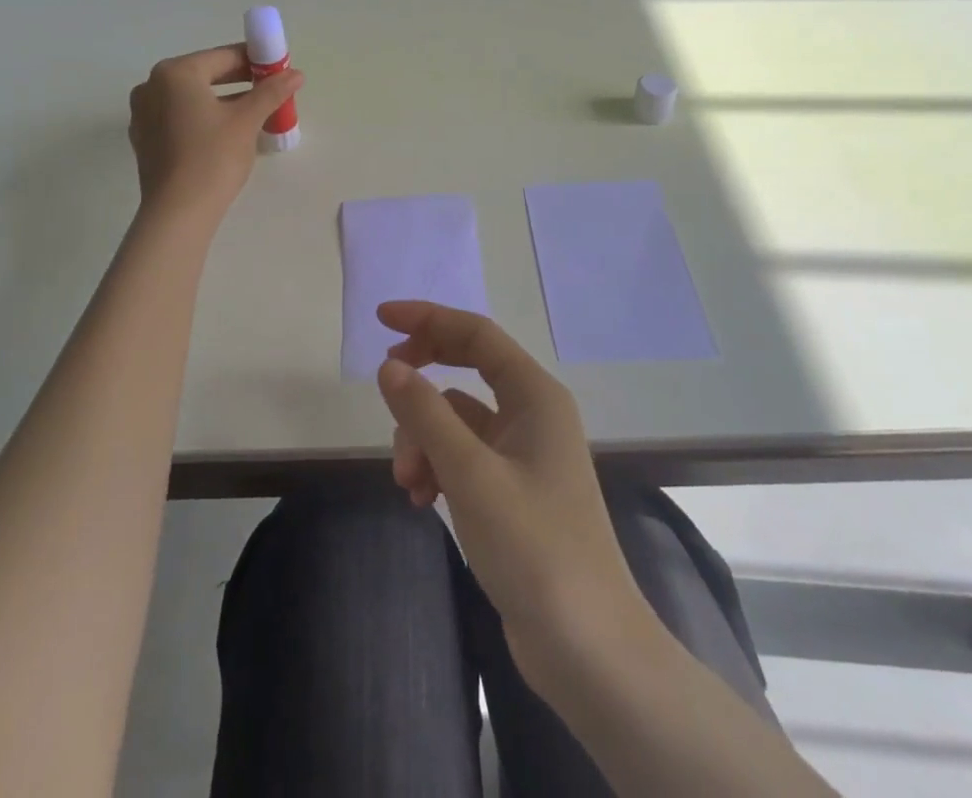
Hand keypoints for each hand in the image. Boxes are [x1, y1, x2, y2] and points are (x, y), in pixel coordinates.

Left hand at [127, 45, 301, 219]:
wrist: (178, 212)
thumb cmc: (213, 157)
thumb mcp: (247, 121)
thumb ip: (271, 92)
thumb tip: (295, 74)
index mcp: (175, 73)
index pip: (223, 57)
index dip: (255, 61)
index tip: (279, 71)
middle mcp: (152, 86)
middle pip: (205, 75)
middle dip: (239, 81)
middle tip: (270, 92)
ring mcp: (143, 113)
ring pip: (192, 97)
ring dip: (222, 100)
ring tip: (253, 113)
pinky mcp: (145, 139)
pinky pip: (179, 117)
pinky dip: (202, 117)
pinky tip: (225, 133)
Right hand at [376, 301, 650, 687]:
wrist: (589, 652)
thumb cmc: (535, 547)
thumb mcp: (470, 474)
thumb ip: (425, 414)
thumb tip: (388, 365)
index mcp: (535, 396)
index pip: (476, 334)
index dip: (429, 319)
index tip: (382, 320)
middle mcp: (532, 415)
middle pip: (466, 370)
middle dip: (422, 381)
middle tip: (384, 385)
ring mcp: (523, 456)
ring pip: (457, 420)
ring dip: (423, 439)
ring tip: (406, 481)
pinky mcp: (513, 493)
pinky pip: (462, 457)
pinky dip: (436, 468)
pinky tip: (421, 499)